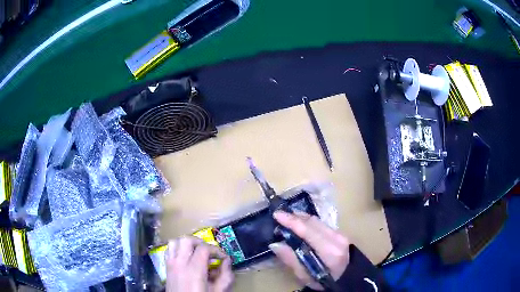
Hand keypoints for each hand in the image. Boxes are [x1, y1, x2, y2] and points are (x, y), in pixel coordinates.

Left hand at [166, 236, 233, 291]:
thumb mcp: (218, 291)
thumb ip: (226, 276)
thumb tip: (227, 262)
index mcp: (194, 269)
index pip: (204, 248)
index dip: (216, 249)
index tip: (223, 257)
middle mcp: (180, 263)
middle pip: (187, 240)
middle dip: (201, 243)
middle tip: (209, 252)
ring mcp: (171, 264)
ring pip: (175, 241)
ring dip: (187, 244)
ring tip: (196, 252)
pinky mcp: (166, 267)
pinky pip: (169, 250)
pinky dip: (177, 249)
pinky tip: (186, 258)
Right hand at [269, 211, 349, 289]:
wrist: (346, 278)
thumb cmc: (324, 281)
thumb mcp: (305, 276)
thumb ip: (291, 259)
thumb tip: (275, 244)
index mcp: (329, 251)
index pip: (309, 231)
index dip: (292, 221)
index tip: (277, 215)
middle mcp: (337, 238)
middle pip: (313, 222)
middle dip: (295, 217)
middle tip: (279, 216)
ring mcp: (340, 234)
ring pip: (318, 221)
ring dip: (301, 218)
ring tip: (287, 218)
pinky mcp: (340, 233)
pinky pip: (321, 224)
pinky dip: (309, 222)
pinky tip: (300, 224)